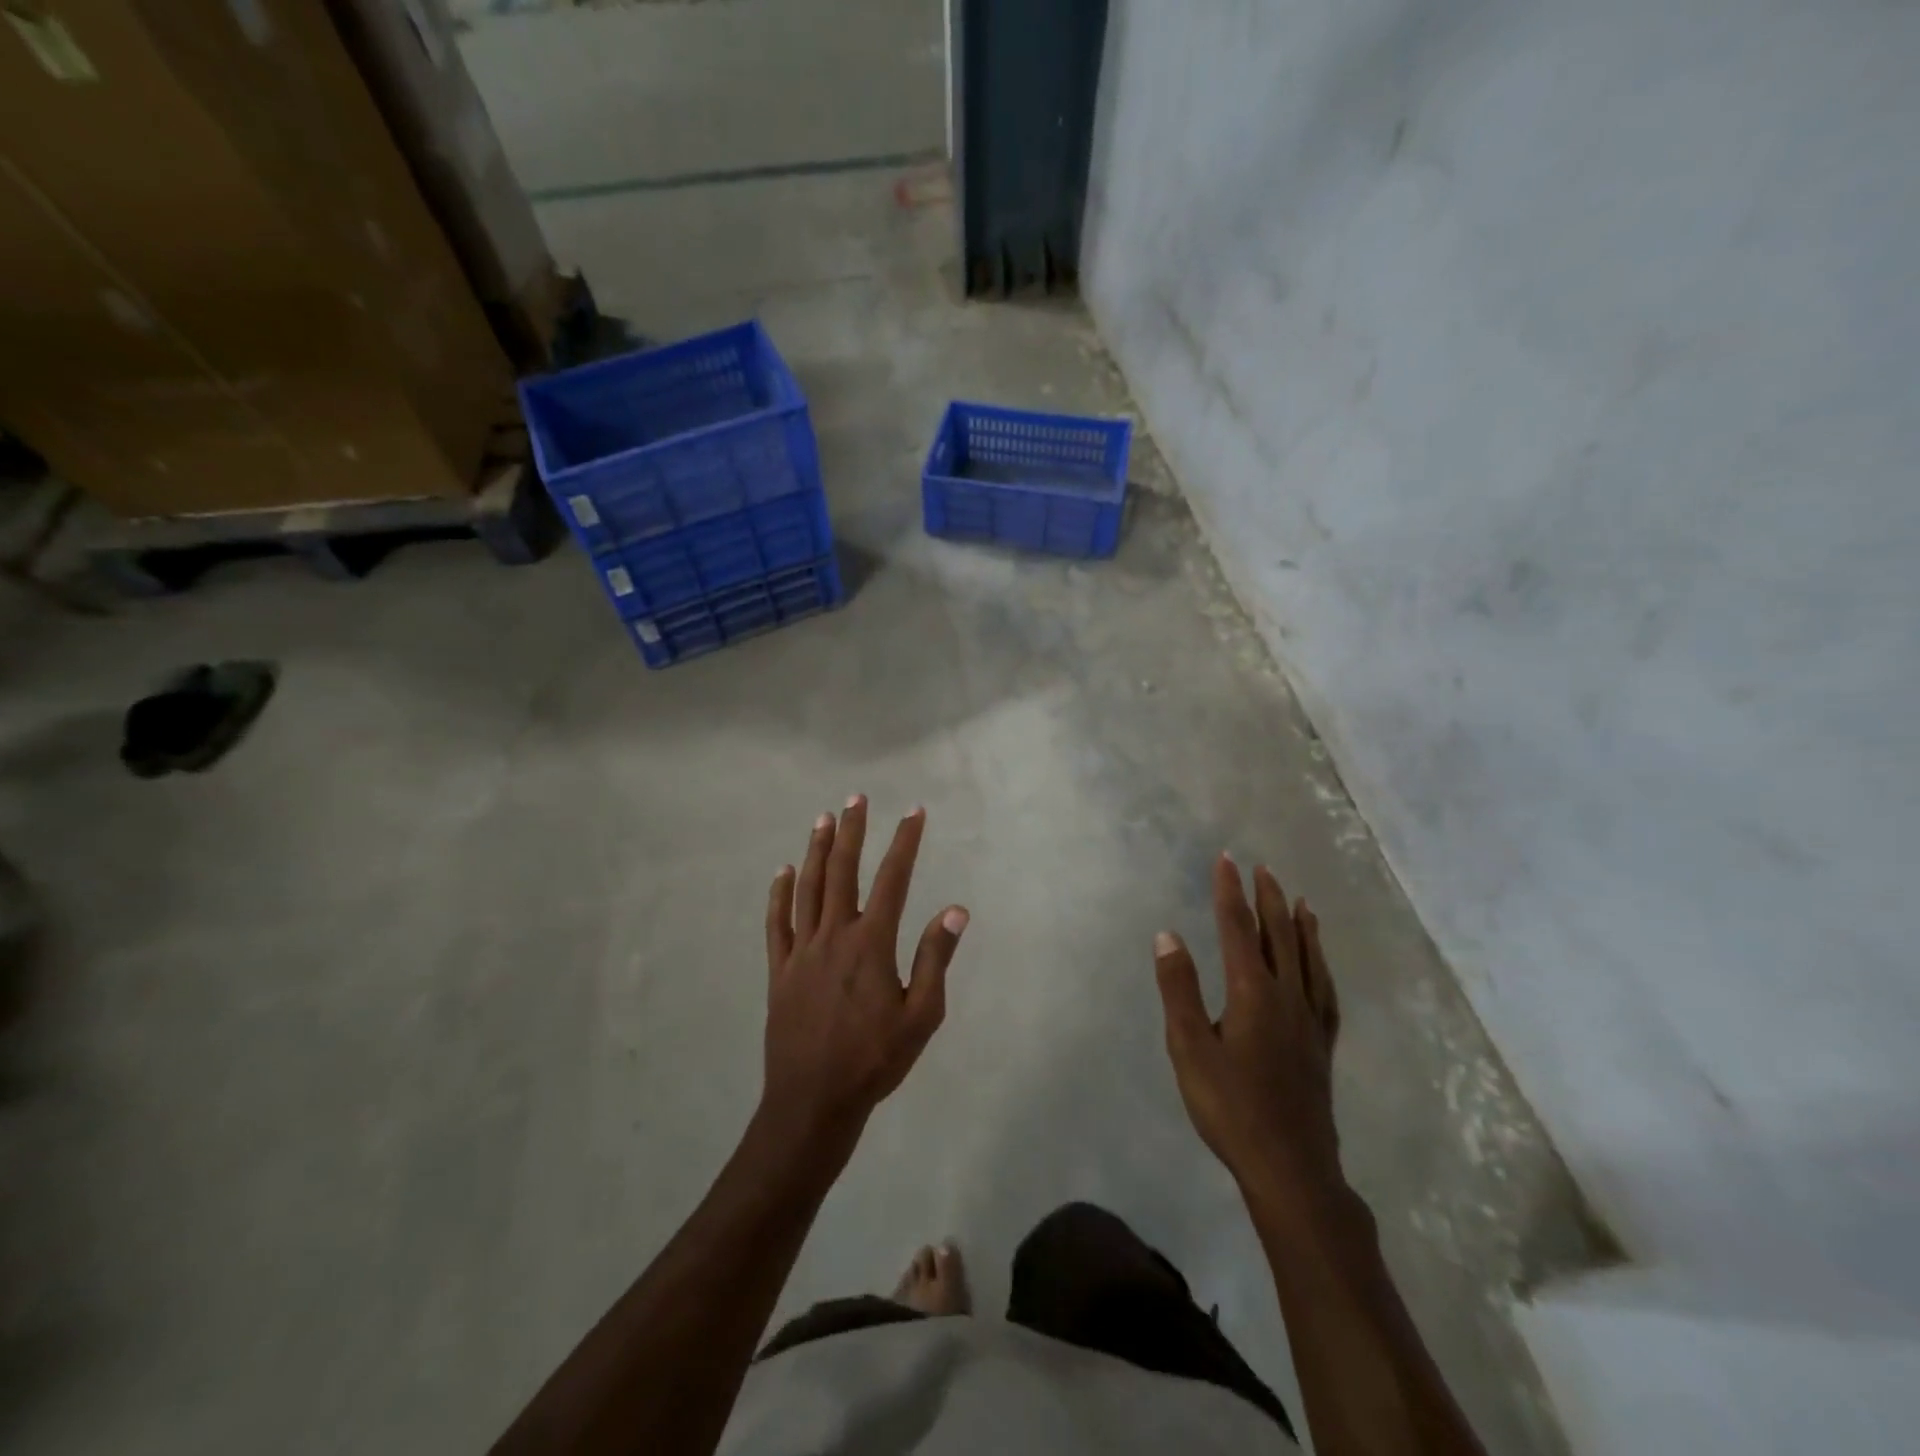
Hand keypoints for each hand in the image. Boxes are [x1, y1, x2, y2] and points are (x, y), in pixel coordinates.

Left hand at [762, 796, 967, 1154]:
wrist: (813, 1101)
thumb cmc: (875, 1060)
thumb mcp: (921, 1015)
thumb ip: (936, 959)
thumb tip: (956, 910)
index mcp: (871, 943)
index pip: (893, 879)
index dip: (905, 842)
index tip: (914, 813)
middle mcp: (834, 935)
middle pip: (843, 871)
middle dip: (853, 831)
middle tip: (856, 798)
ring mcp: (802, 950)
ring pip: (809, 887)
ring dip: (817, 850)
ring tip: (823, 818)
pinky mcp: (780, 969)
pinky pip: (777, 923)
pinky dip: (780, 894)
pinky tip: (784, 871)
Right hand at [1153, 855, 1342, 1217]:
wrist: (1290, 1167)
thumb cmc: (1230, 1107)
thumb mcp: (1189, 1047)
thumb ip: (1178, 989)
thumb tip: (1168, 936)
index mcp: (1251, 992)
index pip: (1237, 928)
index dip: (1230, 891)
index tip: (1226, 860)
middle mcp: (1286, 995)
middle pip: (1278, 935)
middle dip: (1267, 899)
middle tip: (1263, 868)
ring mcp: (1310, 1021)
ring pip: (1308, 959)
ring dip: (1300, 926)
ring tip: (1300, 901)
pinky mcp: (1322, 1045)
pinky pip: (1326, 992)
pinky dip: (1322, 967)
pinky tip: (1321, 964)